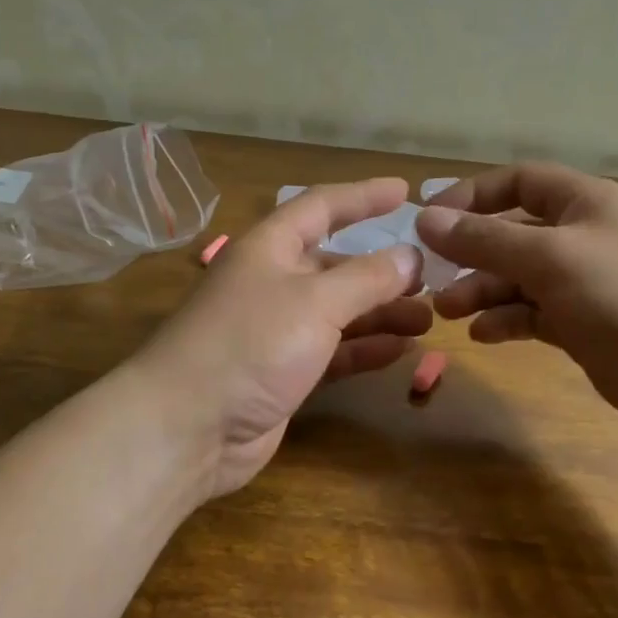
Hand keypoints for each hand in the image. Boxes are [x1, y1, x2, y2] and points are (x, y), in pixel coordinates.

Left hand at [135, 178, 431, 497]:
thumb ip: (368, 278)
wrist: (187, 427)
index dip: (363, 196)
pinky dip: (364, 349)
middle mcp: (273, 282)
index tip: (405, 191)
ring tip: (427, 319)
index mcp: (270, 248)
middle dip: (382, 270)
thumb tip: (411, 256)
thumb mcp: (315, 301)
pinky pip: (333, 352)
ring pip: (339, 312)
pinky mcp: (282, 374)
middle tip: (430, 278)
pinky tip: (400, 352)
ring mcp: (276, 331)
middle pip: (336, 265)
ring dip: (381, 313)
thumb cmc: (250, 344)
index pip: (322, 207)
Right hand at [415, 163, 617, 434]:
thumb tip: (426, 218)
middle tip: (430, 277)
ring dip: (482, 291)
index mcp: (584, 203)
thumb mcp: (550, 258)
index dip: (472, 195)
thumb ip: (485, 239)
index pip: (518, 182)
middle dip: (470, 253)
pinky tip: (483, 334)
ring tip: (447, 312)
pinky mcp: (586, 325)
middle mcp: (584, 236)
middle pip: (513, 233)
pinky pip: (535, 314)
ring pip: (519, 278)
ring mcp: (586, 283)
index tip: (430, 220)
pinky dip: (507, 320)